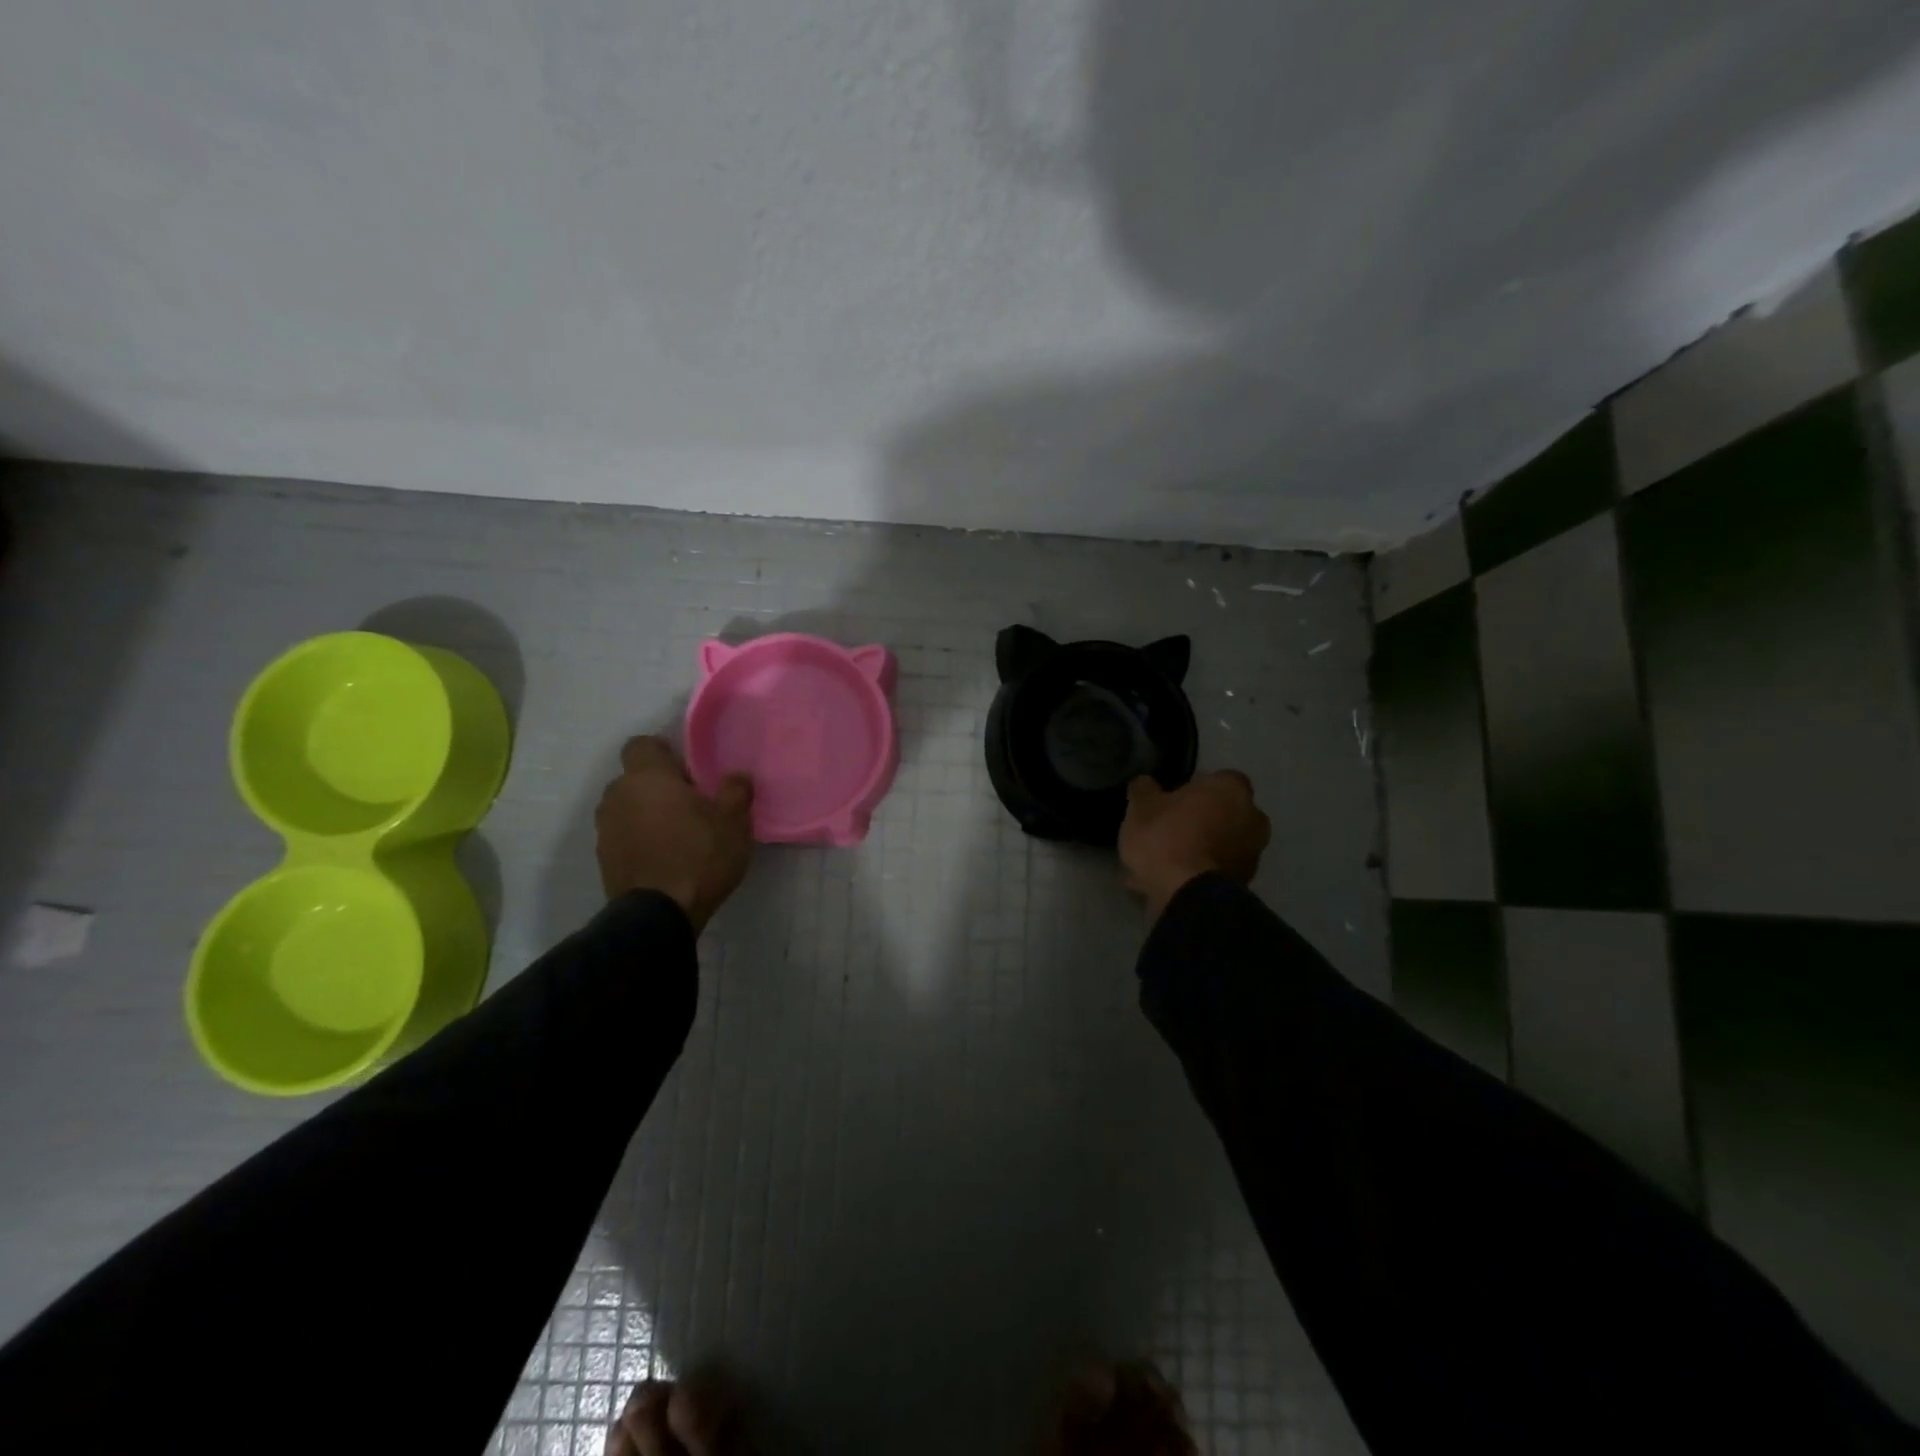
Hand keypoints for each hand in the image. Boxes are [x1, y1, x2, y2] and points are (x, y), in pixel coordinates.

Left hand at [596, 736, 753, 933]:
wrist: (659, 913)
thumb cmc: (700, 855)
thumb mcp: (734, 821)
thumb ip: (736, 790)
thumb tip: (737, 776)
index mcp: (648, 777)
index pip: (642, 745)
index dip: (663, 753)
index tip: (687, 770)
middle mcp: (618, 795)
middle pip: (634, 778)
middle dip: (657, 786)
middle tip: (689, 804)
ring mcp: (606, 828)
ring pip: (627, 807)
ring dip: (646, 813)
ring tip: (675, 833)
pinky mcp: (603, 858)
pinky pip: (622, 835)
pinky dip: (638, 839)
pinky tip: (663, 856)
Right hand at [1119, 770, 1269, 920]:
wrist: (1187, 895)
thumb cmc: (1166, 836)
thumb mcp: (1141, 805)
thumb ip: (1144, 788)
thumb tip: (1146, 784)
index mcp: (1232, 789)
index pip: (1216, 778)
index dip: (1192, 788)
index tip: (1170, 799)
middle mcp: (1252, 817)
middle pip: (1221, 812)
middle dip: (1198, 819)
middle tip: (1166, 829)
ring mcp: (1252, 854)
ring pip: (1217, 844)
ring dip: (1196, 849)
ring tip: (1159, 863)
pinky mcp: (1243, 884)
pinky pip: (1213, 870)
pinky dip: (1195, 872)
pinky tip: (1165, 881)